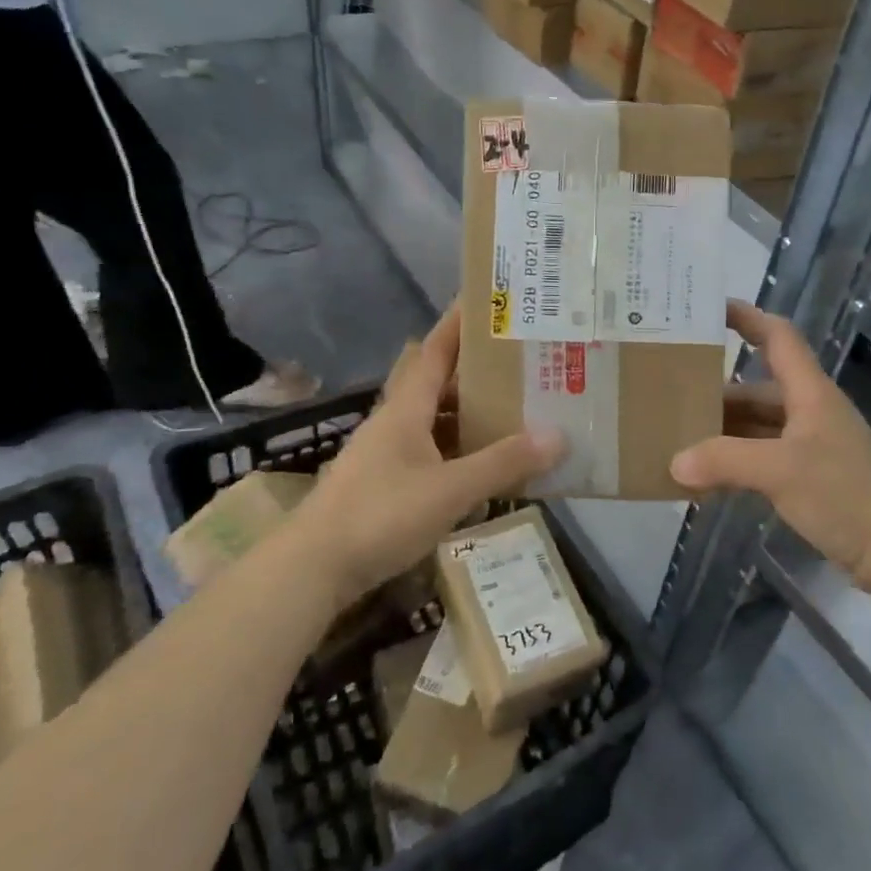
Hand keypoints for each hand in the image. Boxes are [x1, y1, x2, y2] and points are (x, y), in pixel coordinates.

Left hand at [302, 306, 564, 598]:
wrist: (312, 569)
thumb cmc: (380, 516)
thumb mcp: (450, 490)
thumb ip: (503, 463)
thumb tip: (558, 436)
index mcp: (406, 409)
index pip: (435, 351)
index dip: (458, 323)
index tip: (486, 300)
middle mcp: (394, 422)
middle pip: (436, 382)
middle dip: (473, 368)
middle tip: (516, 360)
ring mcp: (386, 454)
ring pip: (434, 419)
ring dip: (467, 411)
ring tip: (511, 408)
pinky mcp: (384, 484)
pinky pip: (431, 452)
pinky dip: (458, 449)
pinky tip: (481, 464)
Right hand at [671, 302, 870, 589]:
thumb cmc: (843, 494)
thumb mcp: (780, 471)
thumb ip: (724, 461)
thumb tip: (674, 463)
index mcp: (810, 393)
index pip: (778, 338)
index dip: (747, 318)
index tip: (708, 310)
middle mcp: (809, 411)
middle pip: (757, 389)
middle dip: (717, 392)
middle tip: (670, 395)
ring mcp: (810, 446)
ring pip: (757, 427)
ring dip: (723, 433)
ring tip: (677, 439)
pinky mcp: (809, 477)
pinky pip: (761, 458)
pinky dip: (735, 463)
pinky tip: (705, 480)